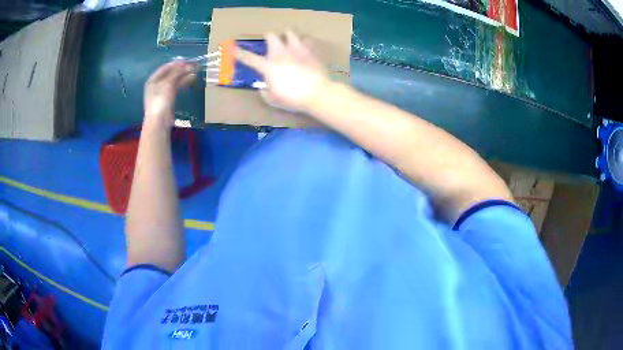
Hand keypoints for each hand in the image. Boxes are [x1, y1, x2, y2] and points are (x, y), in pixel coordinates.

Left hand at [143, 61, 196, 128]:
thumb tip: (186, 64)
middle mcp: (156, 85)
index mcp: (153, 80)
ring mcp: (162, 92)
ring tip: (195, 71)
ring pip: (174, 80)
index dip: (177, 63)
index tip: (188, 60)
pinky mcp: (168, 99)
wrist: (159, 122)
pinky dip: (183, 83)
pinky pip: (176, 87)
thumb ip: (177, 72)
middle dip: (182, 69)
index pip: (166, 67)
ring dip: (184, 75)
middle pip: (170, 73)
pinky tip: (191, 80)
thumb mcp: (168, 83)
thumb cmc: (160, 101)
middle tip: (194, 65)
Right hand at [234, 31, 329, 112]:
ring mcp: (296, 50)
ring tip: (288, 42)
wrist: (318, 93)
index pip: (249, 58)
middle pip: (271, 36)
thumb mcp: (273, 100)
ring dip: (287, 36)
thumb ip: (265, 91)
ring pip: (289, 33)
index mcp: (268, 66)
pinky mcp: (310, 51)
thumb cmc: (293, 99)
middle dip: (269, 38)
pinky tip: (304, 48)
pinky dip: (303, 43)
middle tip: (271, 45)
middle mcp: (281, 54)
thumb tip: (264, 86)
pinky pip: (306, 40)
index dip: (239, 53)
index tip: (233, 48)